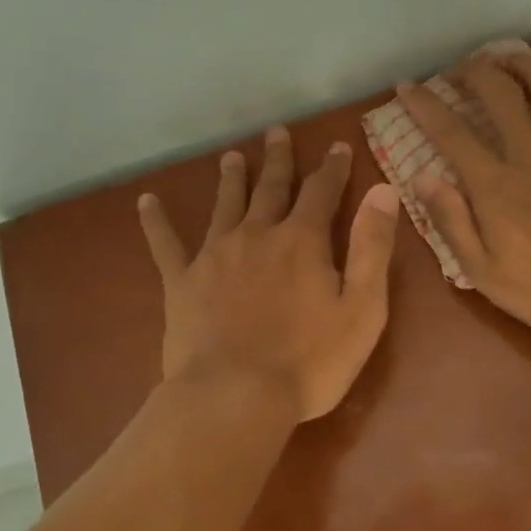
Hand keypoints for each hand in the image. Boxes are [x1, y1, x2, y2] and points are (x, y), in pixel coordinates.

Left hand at [138, 127, 400, 421]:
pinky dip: (156, 221)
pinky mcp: (182, 282)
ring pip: (224, 205)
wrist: (235, 396)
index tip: (337, 146)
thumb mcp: (362, 308)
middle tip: (276, 133)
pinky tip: (146, 202)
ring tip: (231, 156)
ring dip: (230, 179)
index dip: (332, 168)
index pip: (322, 191)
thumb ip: (372, 246)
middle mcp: (257, 235)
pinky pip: (166, 244)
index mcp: (302, 241)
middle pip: (270, 188)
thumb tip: (384, 191)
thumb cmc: (309, 361)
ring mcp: (214, 255)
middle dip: (278, 160)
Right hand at [397, 51, 530, 340]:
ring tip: (512, 54)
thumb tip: (421, 176)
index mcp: (497, 187)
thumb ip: (452, 222)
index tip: (407, 86)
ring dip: (528, 67)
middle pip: (503, 98)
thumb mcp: (486, 273)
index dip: (426, 106)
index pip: (452, 134)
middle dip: (477, 73)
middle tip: (462, 65)